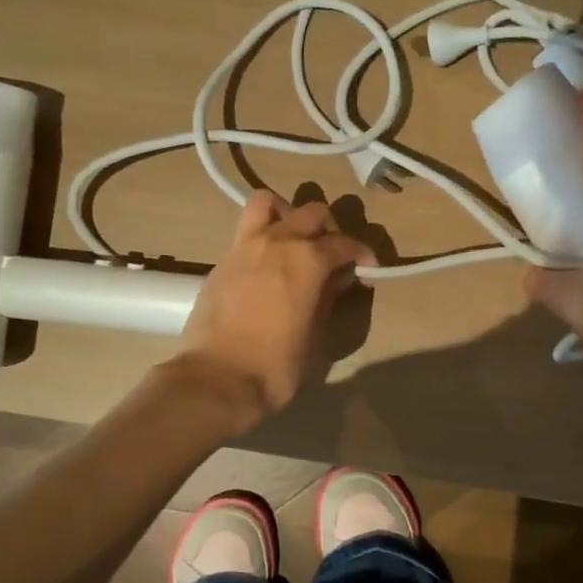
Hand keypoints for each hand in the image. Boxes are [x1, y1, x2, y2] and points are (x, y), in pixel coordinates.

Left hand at [175, 191, 373, 419]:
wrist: (215, 379)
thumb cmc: (275, 365)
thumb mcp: (315, 334)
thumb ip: (328, 298)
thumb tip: (336, 279)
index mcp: (308, 259)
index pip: (345, 244)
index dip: (362, 256)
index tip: (367, 272)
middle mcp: (278, 241)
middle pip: (312, 212)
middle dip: (329, 229)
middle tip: (332, 256)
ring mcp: (245, 246)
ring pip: (267, 202)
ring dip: (287, 214)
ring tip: (294, 240)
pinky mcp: (222, 261)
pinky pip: (246, 231)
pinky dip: (262, 236)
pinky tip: (267, 265)